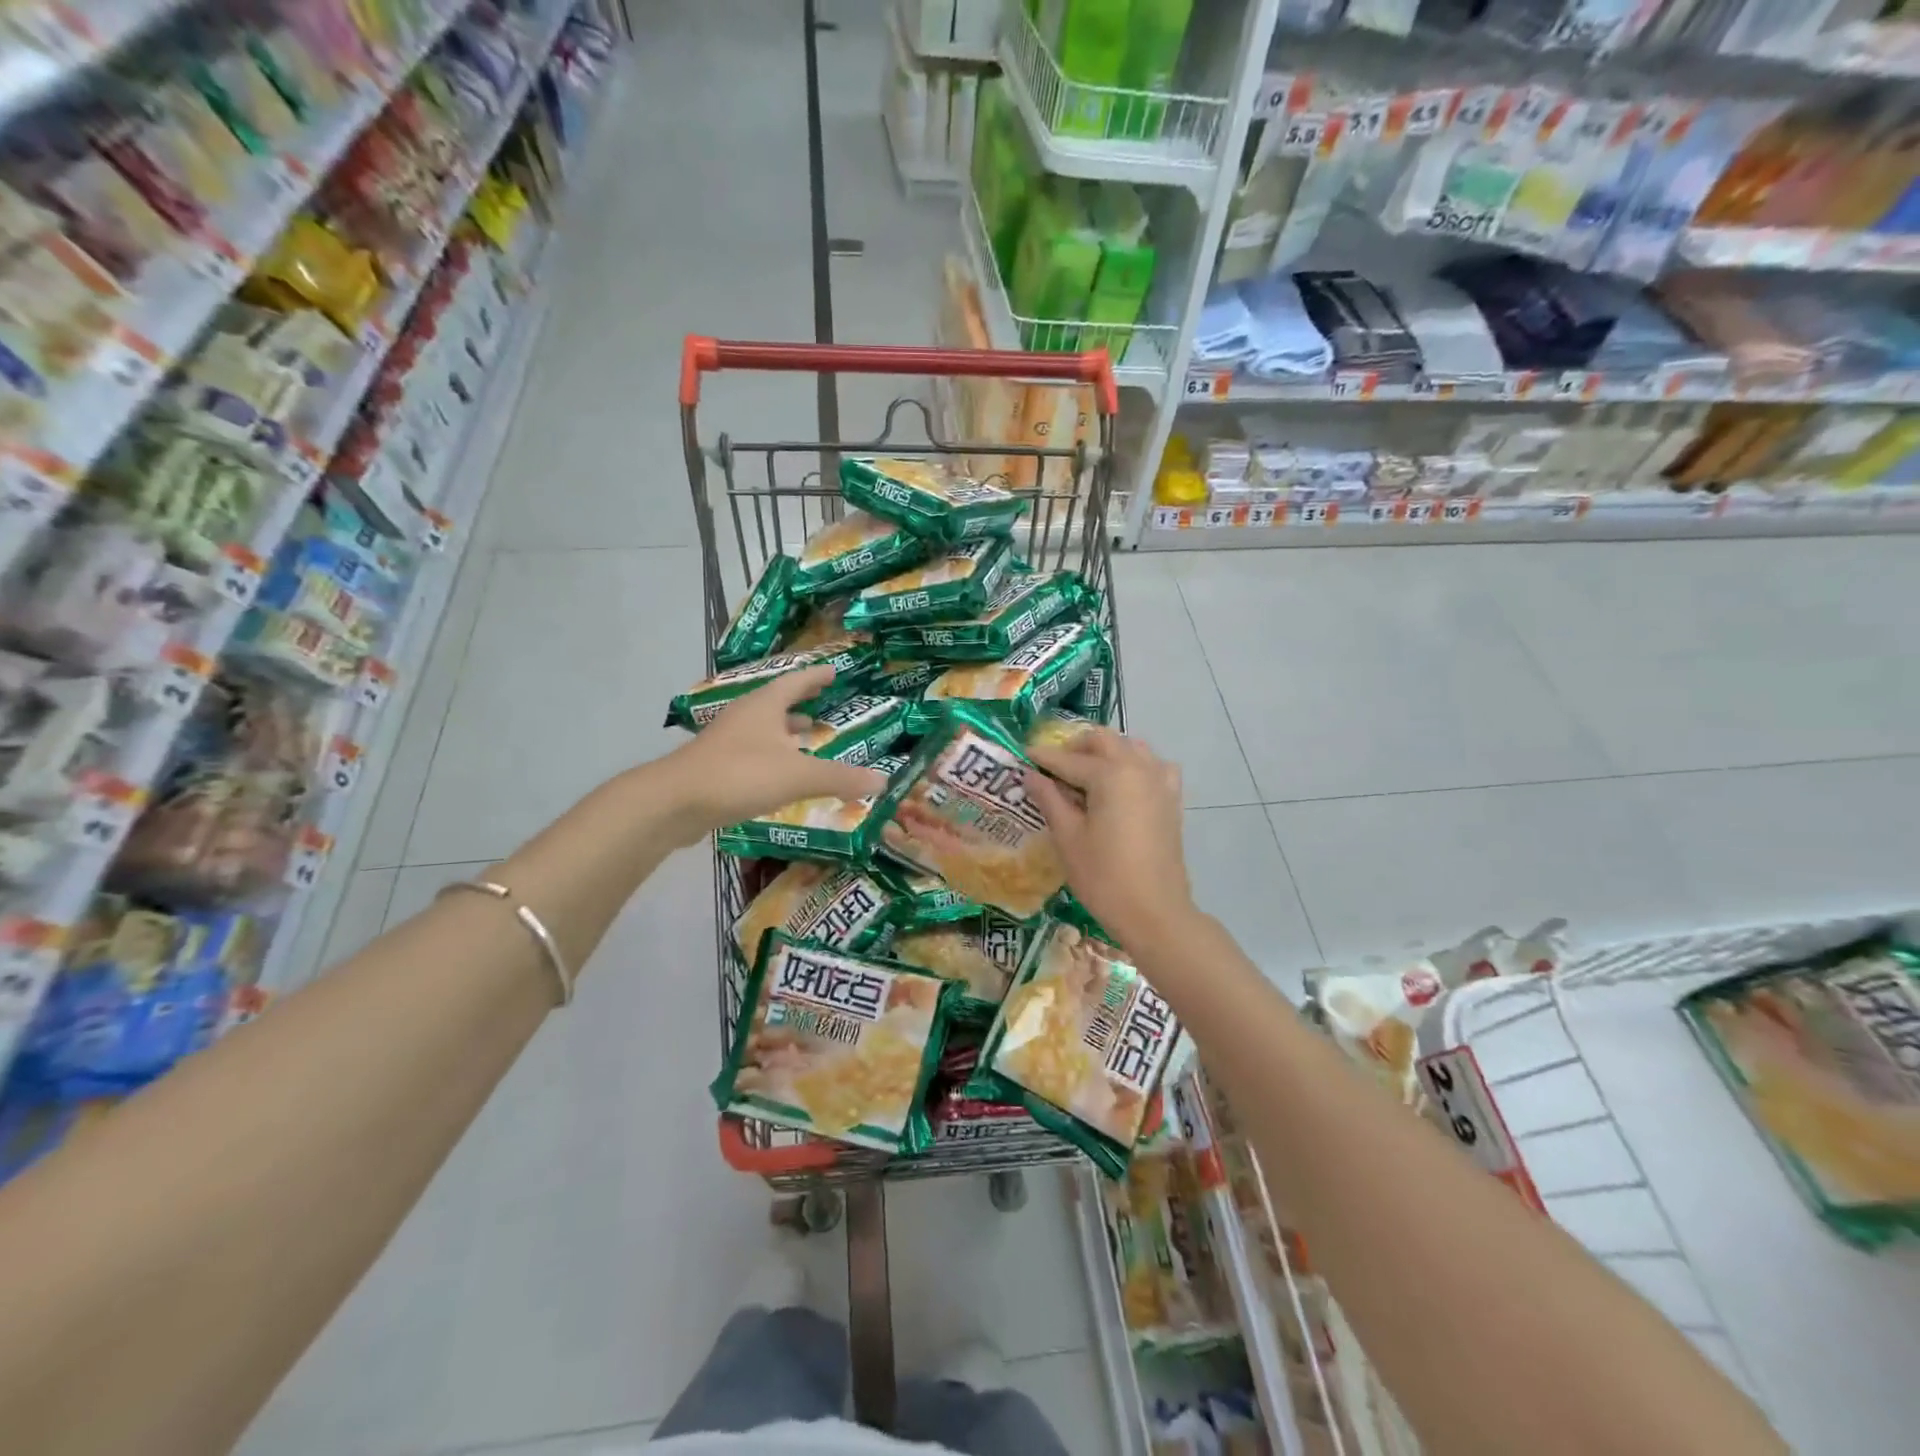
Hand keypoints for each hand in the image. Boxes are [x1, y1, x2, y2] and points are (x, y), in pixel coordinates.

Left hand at [669, 667, 887, 838]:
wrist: (675, 802)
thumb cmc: (740, 775)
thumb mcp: (798, 776)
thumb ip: (840, 778)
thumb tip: (882, 780)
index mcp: (765, 706)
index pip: (796, 682)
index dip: (816, 677)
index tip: (833, 671)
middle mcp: (745, 716)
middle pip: (777, 702)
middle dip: (800, 703)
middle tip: (822, 702)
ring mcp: (726, 740)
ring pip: (763, 728)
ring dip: (785, 730)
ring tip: (807, 736)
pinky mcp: (716, 765)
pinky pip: (752, 752)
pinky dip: (772, 755)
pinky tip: (780, 773)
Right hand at [1026, 729, 1194, 952]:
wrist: (1155, 912)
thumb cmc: (1104, 877)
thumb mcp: (1068, 838)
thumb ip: (1049, 799)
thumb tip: (1030, 774)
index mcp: (1111, 774)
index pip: (1069, 760)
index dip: (1043, 758)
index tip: (1023, 755)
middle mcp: (1138, 767)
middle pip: (1103, 741)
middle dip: (1076, 747)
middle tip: (1054, 767)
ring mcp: (1160, 782)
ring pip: (1130, 747)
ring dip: (1106, 752)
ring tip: (1085, 774)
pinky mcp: (1171, 799)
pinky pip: (1153, 766)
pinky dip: (1135, 766)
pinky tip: (1122, 786)